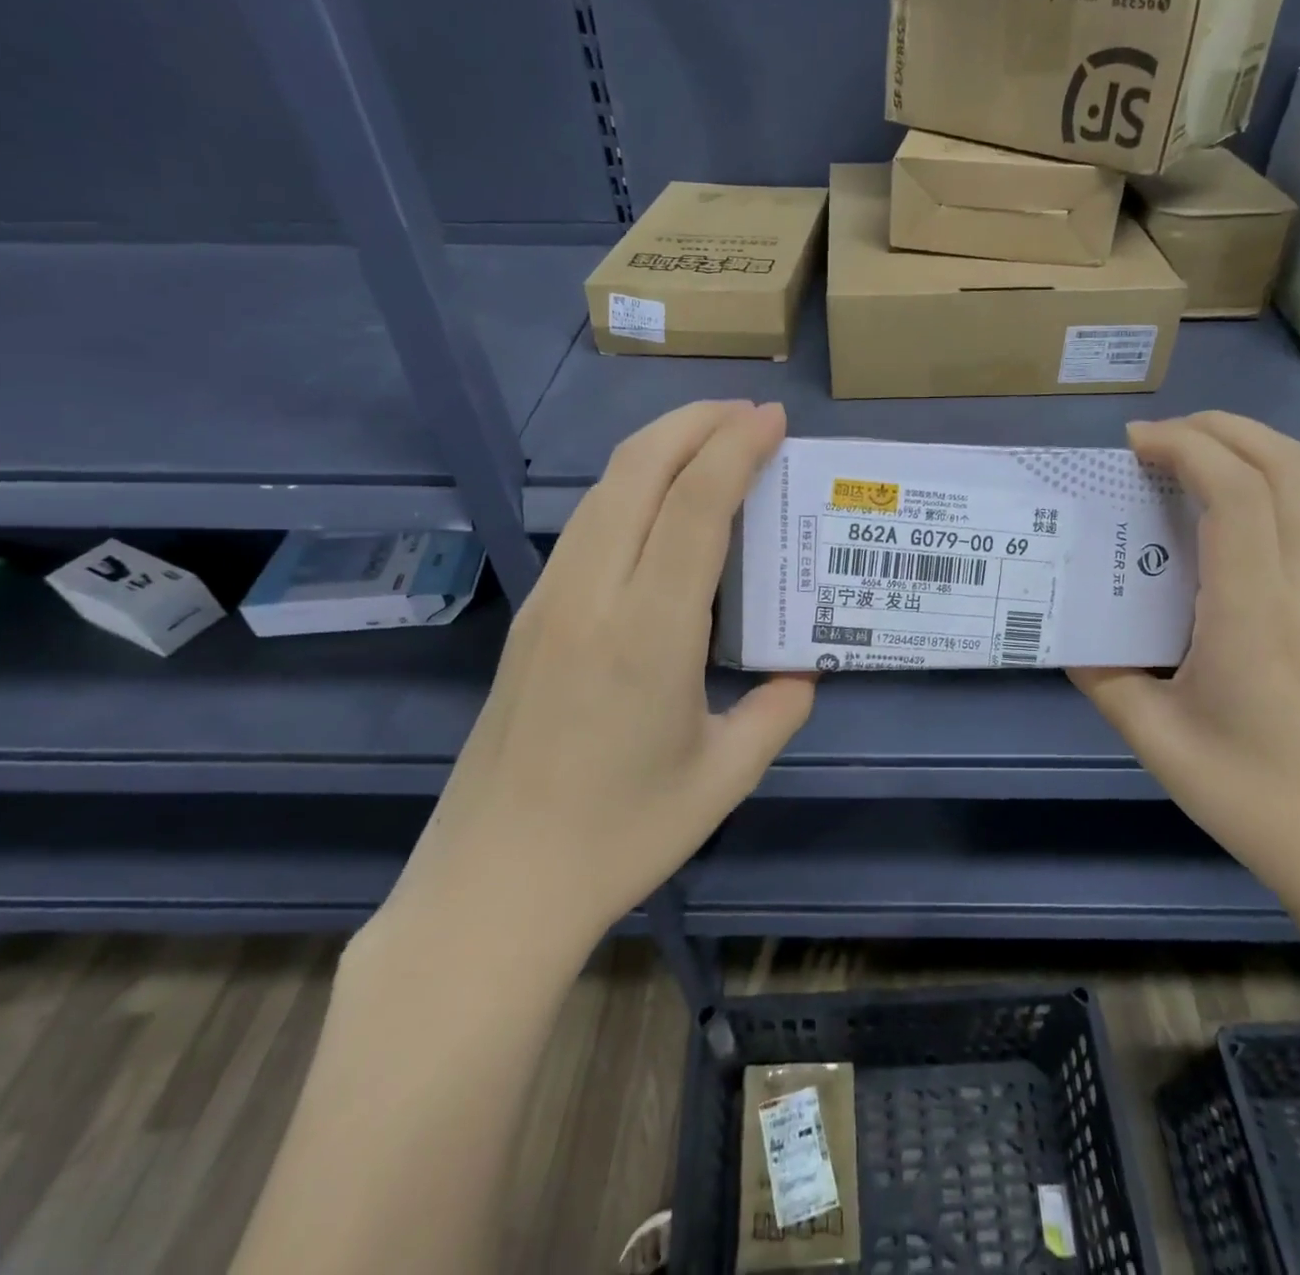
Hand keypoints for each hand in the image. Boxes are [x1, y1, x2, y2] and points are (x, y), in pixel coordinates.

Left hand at [385, 400, 813, 947]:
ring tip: (710, 440)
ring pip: (604, 490)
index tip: (773, 420)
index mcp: (649, 633)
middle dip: (695, 423)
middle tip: (747, 413)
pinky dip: (630, 487)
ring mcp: (551, 601)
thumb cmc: (620, 837)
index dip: (735, 449)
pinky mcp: (532, 618)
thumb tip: (804, 671)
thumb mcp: (724, 777)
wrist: (495, 886)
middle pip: (638, 472)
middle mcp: (592, 597)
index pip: (694, 506)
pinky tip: (659, 504)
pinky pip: (586, 525)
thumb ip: (777, 712)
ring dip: (659, 448)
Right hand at [1070, 413, 1299, 953]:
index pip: (1235, 491)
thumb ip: (1103, 678)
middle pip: (1285, 464)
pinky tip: (1206, 532)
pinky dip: (1254, 493)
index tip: (1131, 445)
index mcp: (1255, 613)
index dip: (1185, 447)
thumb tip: (1072, 638)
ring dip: (1240, 455)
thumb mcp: (1155, 740)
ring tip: (1174, 471)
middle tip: (1153, 441)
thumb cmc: (1256, 799)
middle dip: (1218, 428)